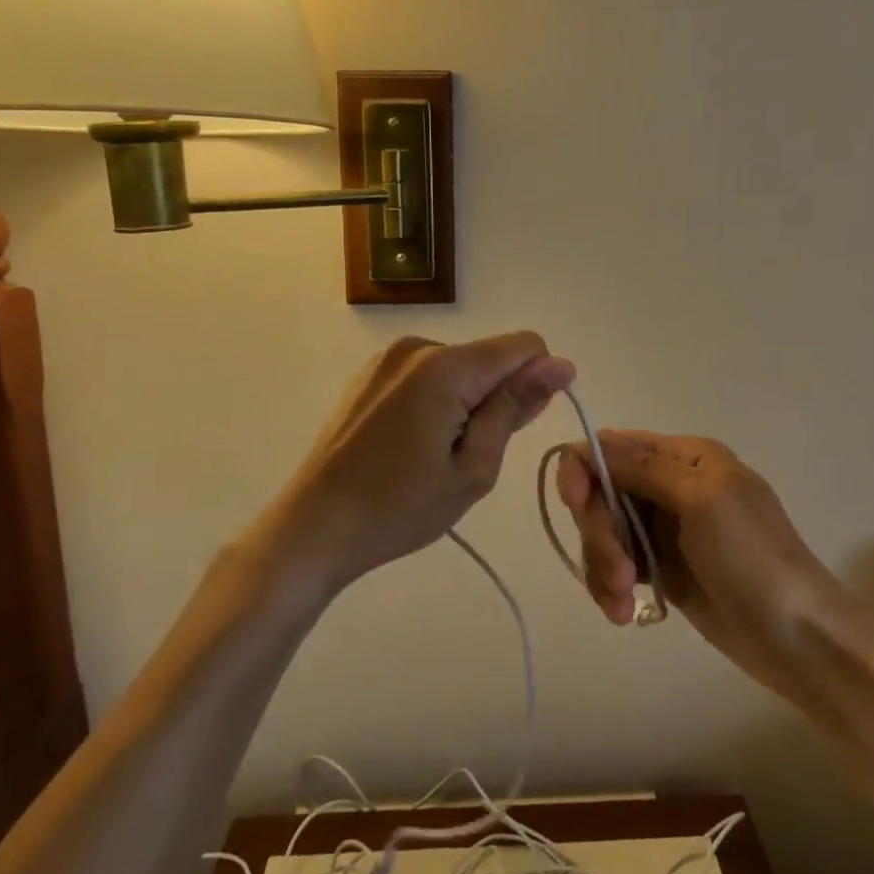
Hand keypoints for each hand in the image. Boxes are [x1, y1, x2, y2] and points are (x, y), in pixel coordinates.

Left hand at [265, 334, 574, 591]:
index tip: (515, 428)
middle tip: (464, 458)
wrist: (313, 527)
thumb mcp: (473, 468)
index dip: (536, 383)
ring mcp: (389, 357)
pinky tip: (410, 443)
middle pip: (490, 358)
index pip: (525, 346)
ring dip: (465, 403)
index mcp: (446, 367)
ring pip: (461, 368)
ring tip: (433, 455)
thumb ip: (515, 407)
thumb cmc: (399, 508)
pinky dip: (437, 401)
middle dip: (494, 400)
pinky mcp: (371, 372)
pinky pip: (429, 374)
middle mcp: (418, 346)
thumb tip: (560, 365)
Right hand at [558, 433, 842, 701]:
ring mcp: (665, 529)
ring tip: (622, 605)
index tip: (578, 506)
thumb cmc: (752, 557)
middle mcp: (669, 485)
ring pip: (604, 532)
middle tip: (617, 574)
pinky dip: (610, 587)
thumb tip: (585, 444)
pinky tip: (624, 614)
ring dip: (602, 566)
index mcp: (684, 456)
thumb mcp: (700, 499)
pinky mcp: (661, 569)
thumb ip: (641, 467)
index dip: (584, 471)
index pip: (611, 446)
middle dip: (599, 533)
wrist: (799, 637)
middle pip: (602, 493)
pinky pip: (616, 566)